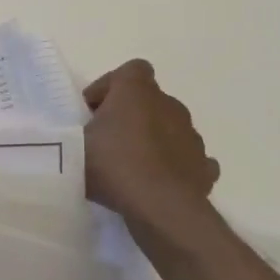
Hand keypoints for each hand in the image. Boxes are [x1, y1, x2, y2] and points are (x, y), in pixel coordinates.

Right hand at [84, 60, 222, 254]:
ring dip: (153, 139)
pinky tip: (160, 181)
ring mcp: (191, 135)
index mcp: (137, 90)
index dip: (111, 86)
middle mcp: (169, 104)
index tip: (94, 112)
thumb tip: (80, 136)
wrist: (161, 208)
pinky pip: (187, 157)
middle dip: (131, 114)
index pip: (130, 70)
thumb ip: (75, 133)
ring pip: (170, 127)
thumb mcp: (74, 145)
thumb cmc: (113, 166)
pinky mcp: (204, 165)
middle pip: (149, 100)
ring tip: (133, 165)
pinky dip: (175, 164)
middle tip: (108, 140)